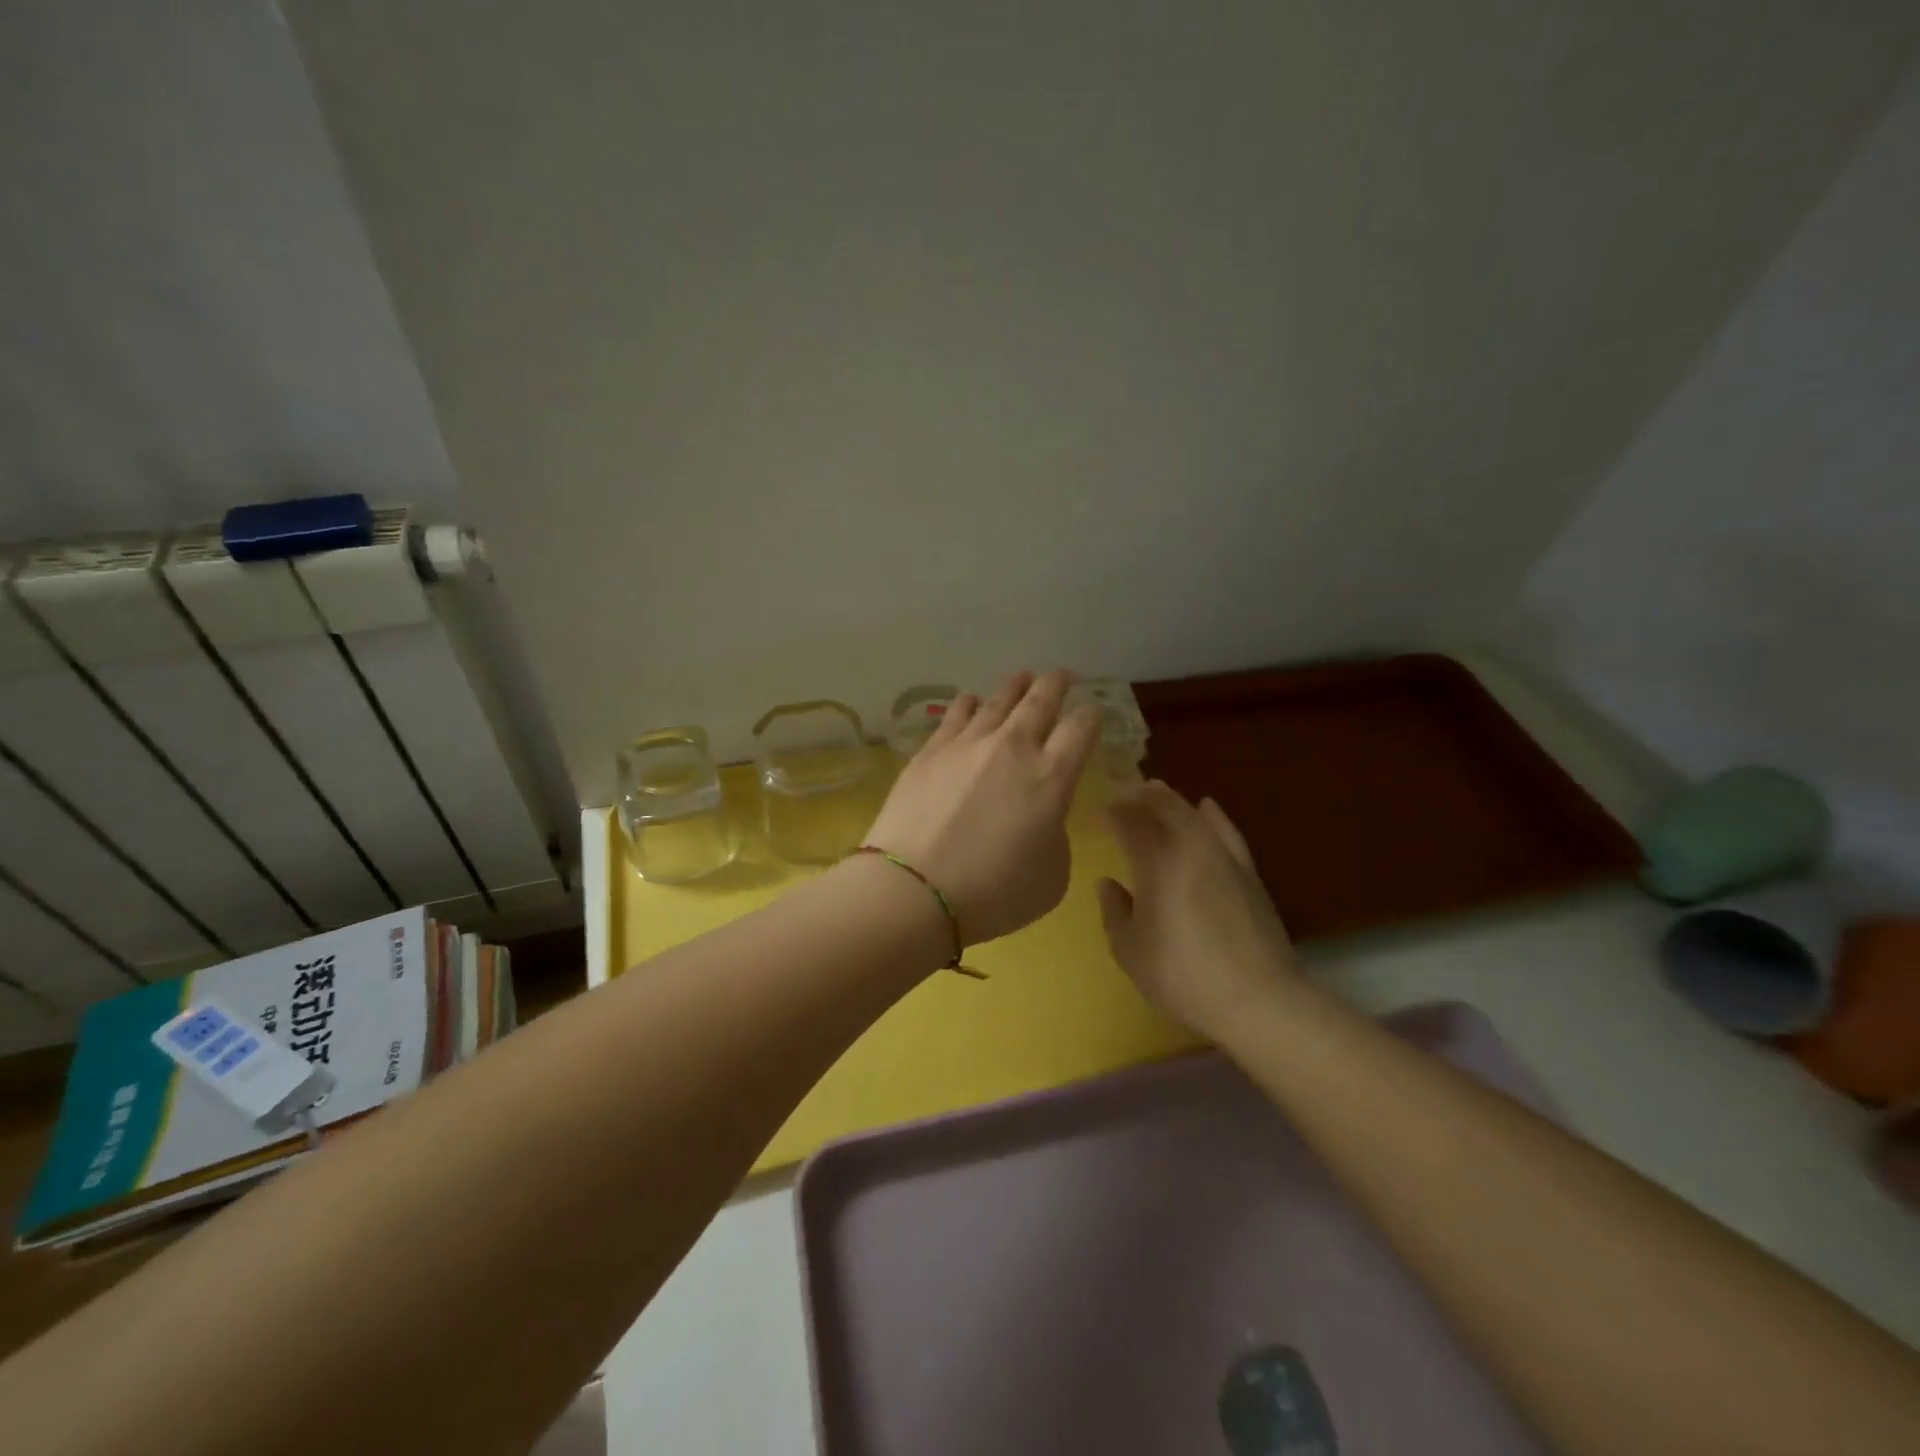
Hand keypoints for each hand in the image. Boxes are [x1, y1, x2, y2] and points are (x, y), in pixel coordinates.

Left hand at [865, 670, 1101, 946]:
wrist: (915, 890)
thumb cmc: (994, 893)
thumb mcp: (1052, 875)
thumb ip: (1054, 833)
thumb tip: (1040, 815)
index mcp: (1052, 777)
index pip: (1080, 730)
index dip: (1091, 716)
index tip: (1092, 712)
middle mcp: (1013, 747)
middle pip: (1040, 701)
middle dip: (1056, 684)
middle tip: (1062, 675)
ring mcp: (968, 744)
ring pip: (998, 701)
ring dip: (1015, 687)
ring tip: (1022, 678)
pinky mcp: (931, 751)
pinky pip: (956, 714)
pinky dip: (970, 704)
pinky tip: (972, 701)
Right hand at [1096, 781, 1299, 1037]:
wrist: (1257, 998)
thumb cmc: (1182, 975)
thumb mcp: (1130, 951)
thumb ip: (1114, 911)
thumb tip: (1108, 883)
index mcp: (1155, 862)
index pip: (1128, 822)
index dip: (1111, 813)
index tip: (1097, 813)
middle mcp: (1189, 846)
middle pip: (1163, 806)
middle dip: (1139, 796)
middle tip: (1123, 795)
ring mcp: (1222, 856)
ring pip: (1193, 813)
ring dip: (1171, 799)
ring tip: (1155, 792)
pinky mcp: (1248, 871)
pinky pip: (1227, 830)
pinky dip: (1213, 815)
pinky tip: (1207, 807)